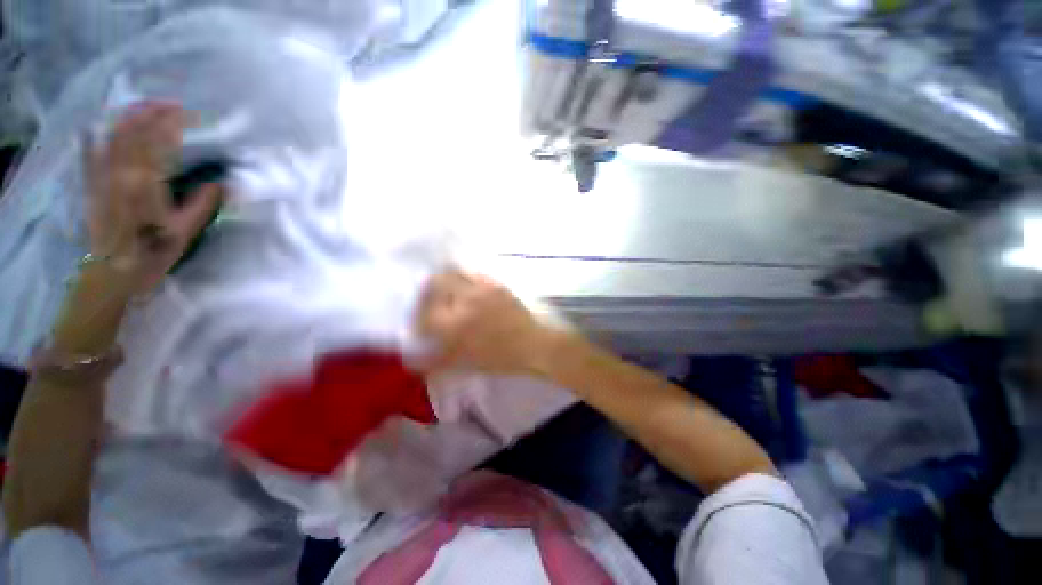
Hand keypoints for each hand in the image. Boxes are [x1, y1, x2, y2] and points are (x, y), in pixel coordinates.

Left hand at [83, 101, 221, 294]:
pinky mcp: (92, 186)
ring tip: (142, 108)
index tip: (189, 113)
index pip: (159, 142)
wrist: (113, 272)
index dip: (173, 124)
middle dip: (151, 113)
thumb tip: (219, 183)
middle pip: (134, 133)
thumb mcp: (185, 232)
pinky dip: (91, 139)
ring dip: (127, 119)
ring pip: (112, 138)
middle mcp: (121, 174)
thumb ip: (201, 205)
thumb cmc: (152, 253)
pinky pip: (89, 156)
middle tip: (170, 103)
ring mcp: (102, 178)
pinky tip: (93, 128)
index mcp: (145, 183)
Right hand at [416, 271, 558, 374]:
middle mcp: (464, 301)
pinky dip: (465, 278)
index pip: (425, 313)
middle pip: (436, 283)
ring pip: (455, 272)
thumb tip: (413, 359)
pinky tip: (468, 288)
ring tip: (447, 290)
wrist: (532, 345)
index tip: (422, 322)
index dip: (419, 317)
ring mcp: (482, 289)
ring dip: (446, 280)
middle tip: (431, 300)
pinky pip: (474, 274)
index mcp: (454, 325)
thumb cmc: (499, 359)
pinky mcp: (496, 284)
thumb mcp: (464, 365)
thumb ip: (435, 361)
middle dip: (428, 290)